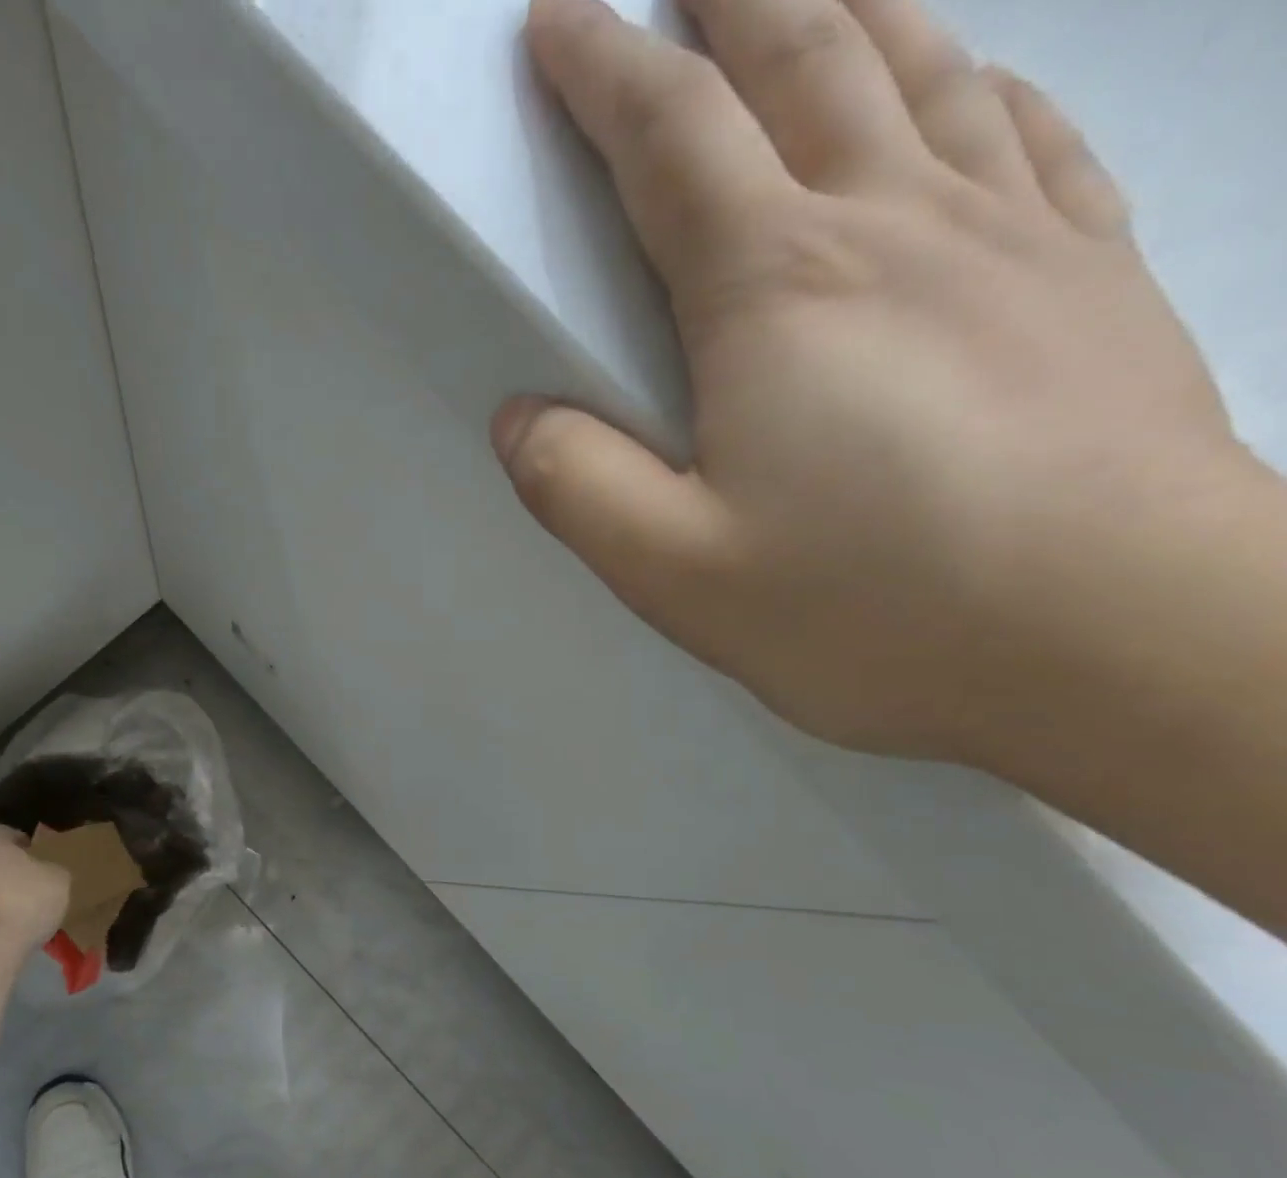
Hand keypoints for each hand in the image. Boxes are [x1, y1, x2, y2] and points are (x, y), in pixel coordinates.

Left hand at [0, 825, 70, 945]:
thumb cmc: (24, 901)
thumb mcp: (59, 879)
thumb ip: (51, 868)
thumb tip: (45, 871)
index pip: (4, 832)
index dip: (23, 843)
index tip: (39, 858)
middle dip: (5, 869)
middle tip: (30, 884)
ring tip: (17, 911)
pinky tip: (3, 929)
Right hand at [496, 0, 1254, 763]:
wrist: (1126, 643)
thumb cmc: (875, 611)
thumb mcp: (677, 572)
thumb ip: (579, 488)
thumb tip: (520, 420)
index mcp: (777, 293)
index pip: (671, 142)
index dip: (605, 71)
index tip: (559, 21)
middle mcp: (895, 226)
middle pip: (806, 59)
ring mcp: (1014, 237)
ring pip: (923, 70)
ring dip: (850, 9)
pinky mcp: (1093, 278)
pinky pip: (1029, 133)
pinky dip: (977, 82)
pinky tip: (963, 82)